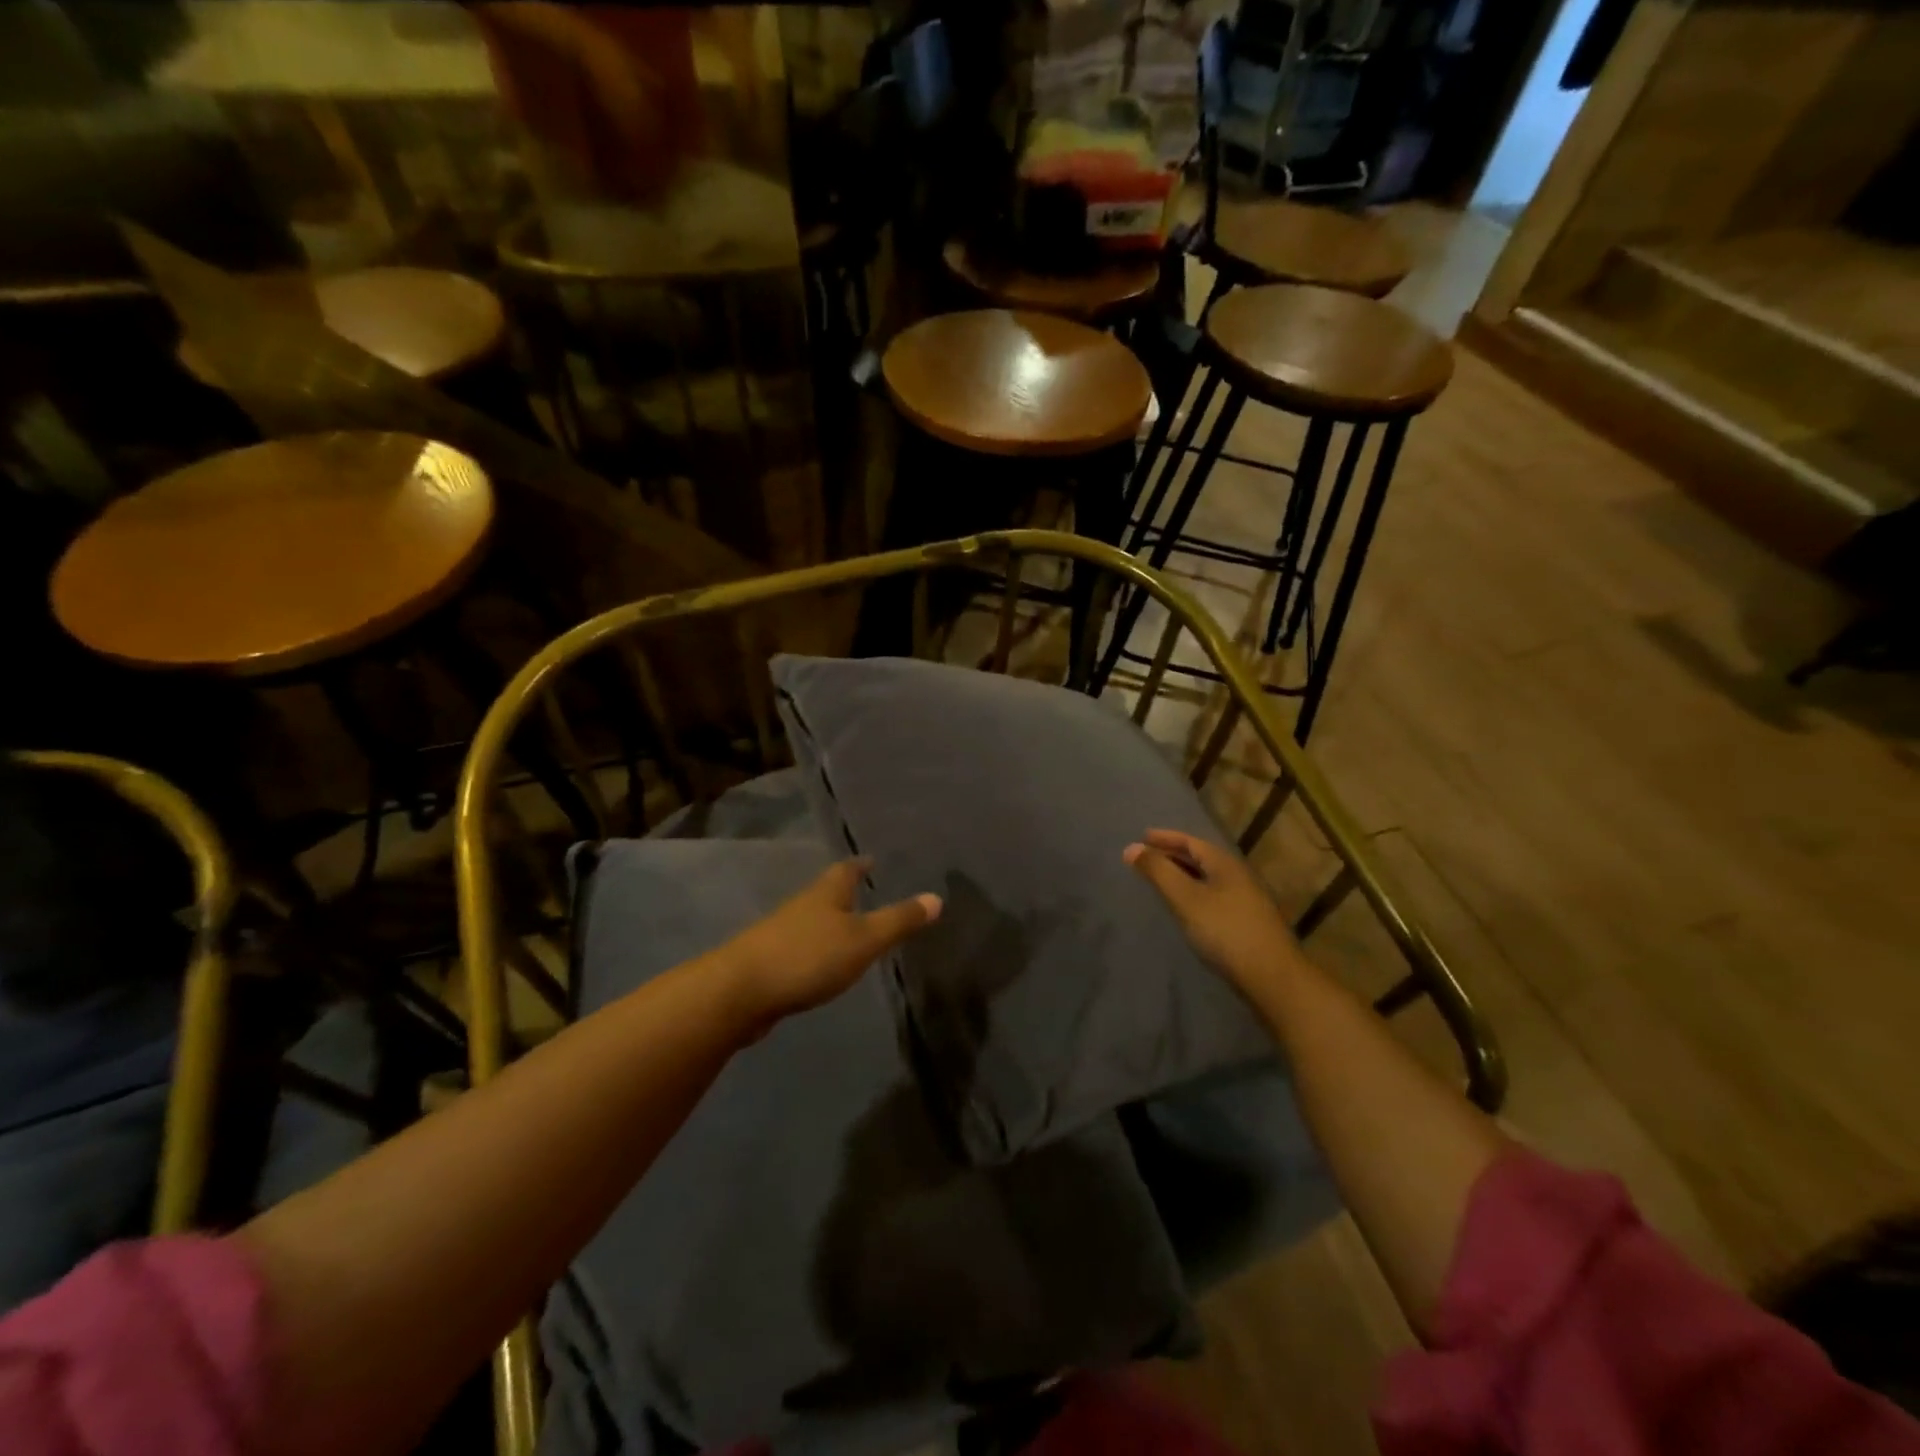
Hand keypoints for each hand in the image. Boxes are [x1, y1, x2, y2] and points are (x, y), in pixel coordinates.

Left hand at [717, 859, 940, 1032]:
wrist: (739, 992)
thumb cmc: (808, 957)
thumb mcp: (863, 940)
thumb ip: (899, 921)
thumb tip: (937, 897)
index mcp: (826, 893)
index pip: (847, 868)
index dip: (861, 864)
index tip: (873, 860)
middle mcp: (802, 905)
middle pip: (827, 891)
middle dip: (846, 891)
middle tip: (868, 891)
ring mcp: (781, 933)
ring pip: (812, 919)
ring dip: (830, 921)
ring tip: (850, 927)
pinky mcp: (769, 961)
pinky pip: (800, 947)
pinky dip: (816, 949)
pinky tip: (823, 964)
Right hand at [1124, 829, 1302, 997]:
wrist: (1273, 978)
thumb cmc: (1225, 931)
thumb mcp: (1186, 898)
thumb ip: (1158, 872)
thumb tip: (1131, 847)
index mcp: (1225, 865)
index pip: (1191, 841)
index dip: (1165, 838)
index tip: (1142, 837)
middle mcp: (1238, 877)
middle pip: (1201, 859)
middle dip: (1173, 855)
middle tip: (1147, 858)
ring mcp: (1246, 901)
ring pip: (1208, 879)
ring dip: (1183, 876)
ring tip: (1161, 881)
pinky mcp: (1248, 924)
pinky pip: (1213, 898)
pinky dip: (1194, 894)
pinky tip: (1186, 909)